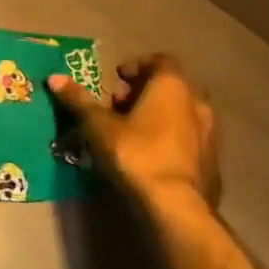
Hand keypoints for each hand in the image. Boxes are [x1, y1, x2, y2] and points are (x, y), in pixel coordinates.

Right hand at [48, 54, 218, 216]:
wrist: (177, 207)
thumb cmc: (136, 153)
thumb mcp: (98, 125)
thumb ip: (79, 99)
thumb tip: (54, 77)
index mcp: (173, 86)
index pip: (160, 61)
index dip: (137, 66)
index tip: (116, 79)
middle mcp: (197, 103)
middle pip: (172, 87)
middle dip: (145, 92)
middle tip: (118, 105)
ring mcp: (210, 134)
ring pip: (182, 113)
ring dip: (159, 115)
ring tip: (132, 131)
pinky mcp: (213, 162)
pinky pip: (189, 138)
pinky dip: (171, 138)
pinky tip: (150, 155)